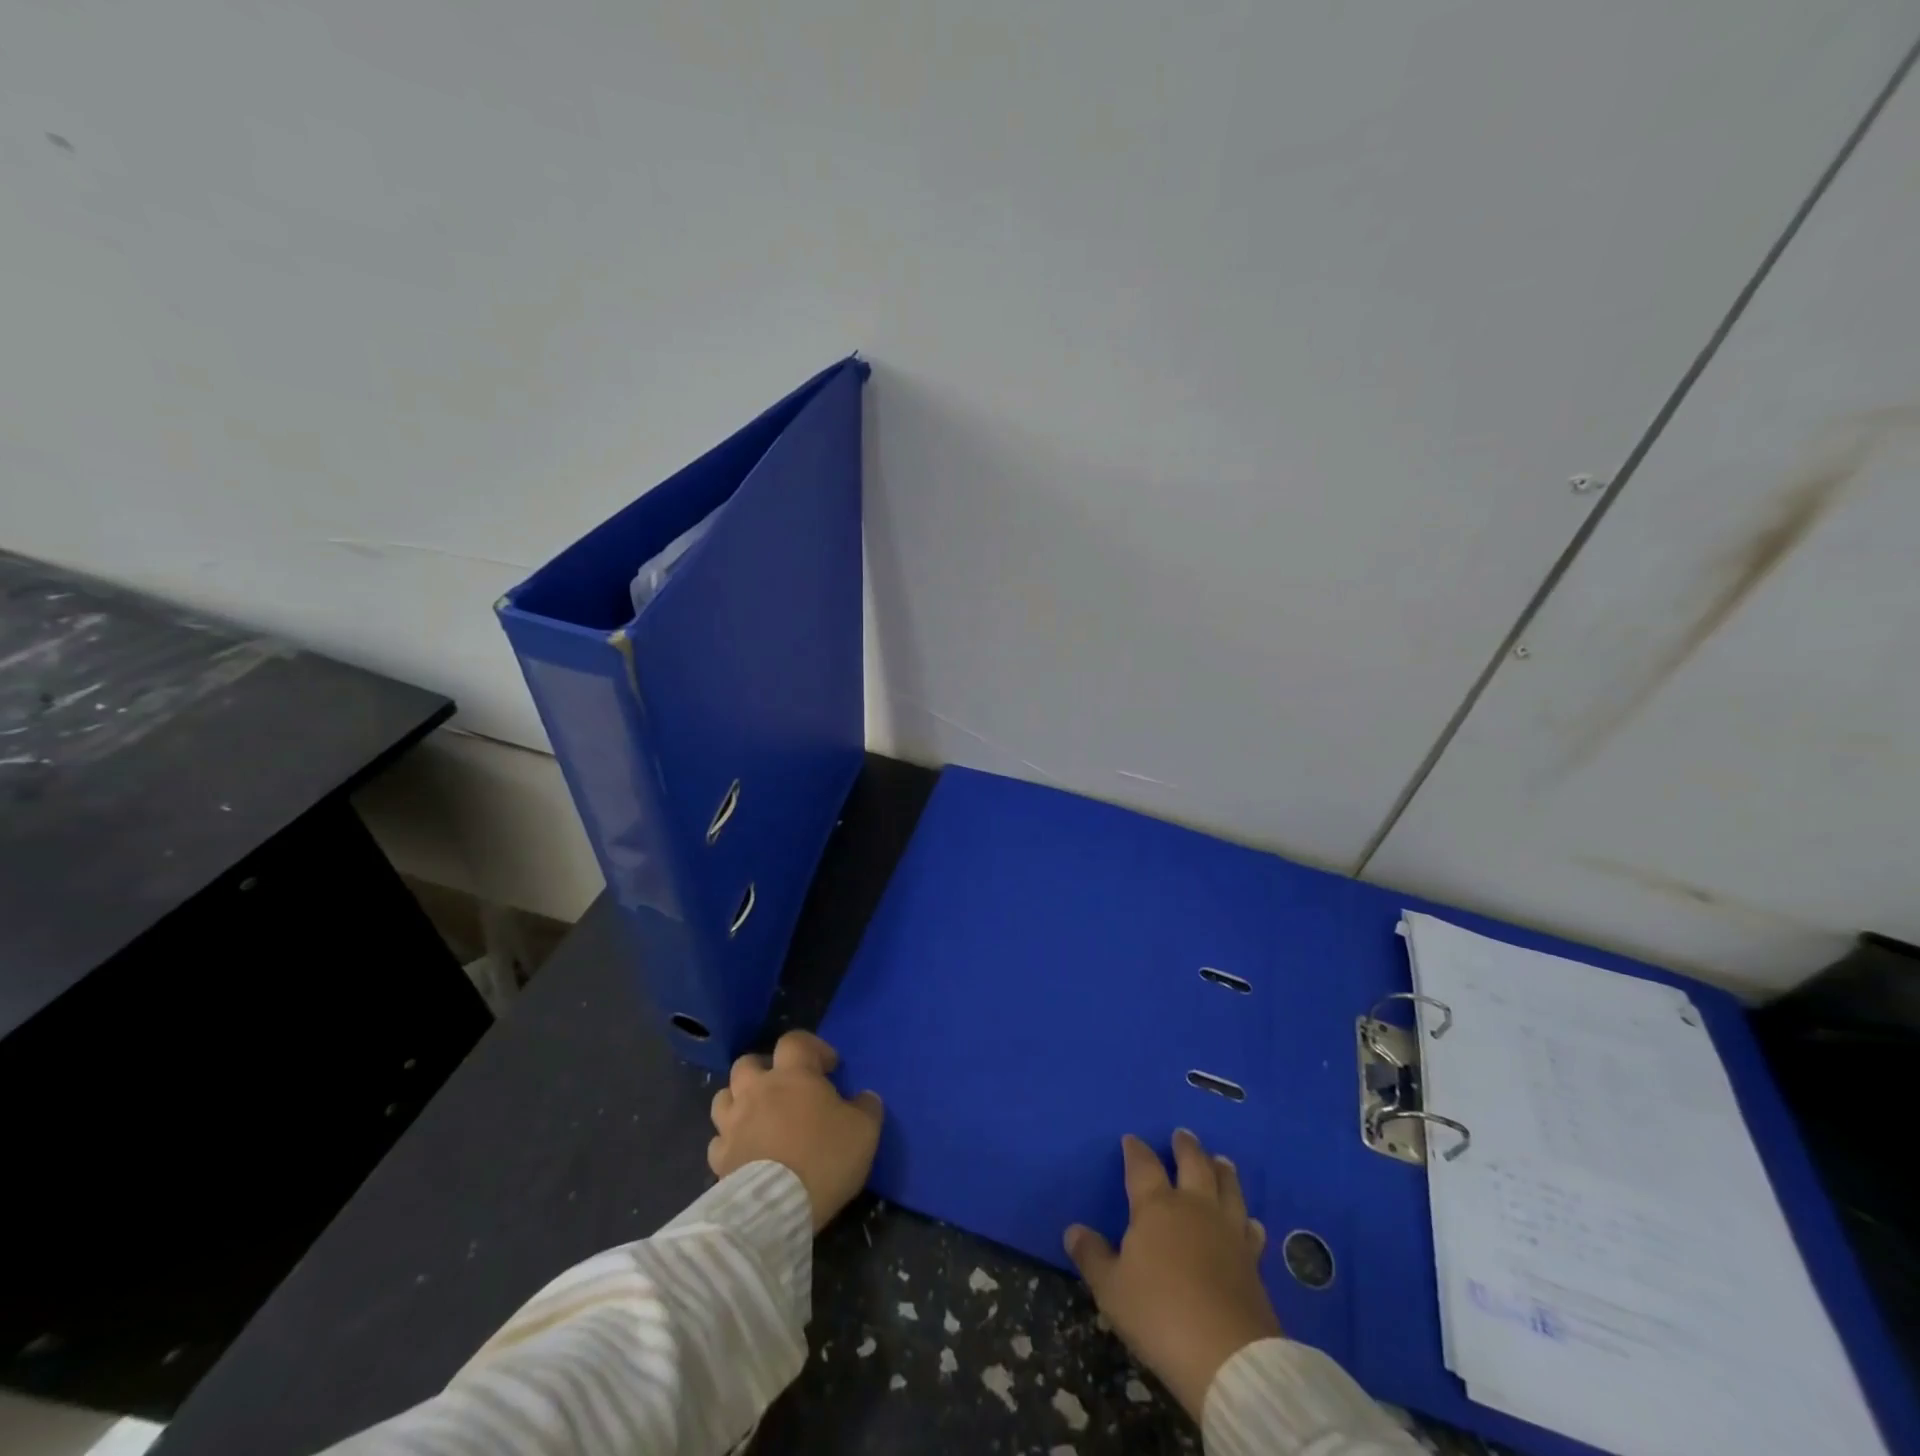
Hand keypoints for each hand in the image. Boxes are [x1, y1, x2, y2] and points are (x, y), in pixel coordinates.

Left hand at [708, 1030, 883, 1231]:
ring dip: (739, 1101)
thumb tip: (865, 1098)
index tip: (828, 1067)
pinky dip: (730, 1142)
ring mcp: (733, 1124)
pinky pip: (718, 1141)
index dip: (812, 1047)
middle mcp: (757, 1090)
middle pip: (747, 1063)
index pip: (795, 1041)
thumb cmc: (824, 1158)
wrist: (777, 1207)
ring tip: (758, 1117)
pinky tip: (745, 1152)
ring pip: (724, 1097)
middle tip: (784, 1088)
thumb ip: (867, 1107)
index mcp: (792, 1075)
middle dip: (764, 1069)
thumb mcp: (864, 1130)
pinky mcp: (719, 1158)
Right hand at [1064, 1130, 1279, 1418]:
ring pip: (1227, 1188)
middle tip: (1183, 1134)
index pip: (1143, 1166)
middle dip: (1186, 1147)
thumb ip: (1092, 1256)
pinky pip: (1250, 1229)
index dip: (1136, 1150)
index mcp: (1156, 1207)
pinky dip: (1247, 1220)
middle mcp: (1194, 1207)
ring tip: (1220, 1160)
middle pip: (1193, 1164)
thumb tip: (1073, 1230)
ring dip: (1222, 1171)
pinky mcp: (1252, 1260)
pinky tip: (1250, 1220)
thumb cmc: (1159, 1314)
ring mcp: (1227, 1231)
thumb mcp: (1111, 1289)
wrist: (1227, 1356)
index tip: (1131, 1139)